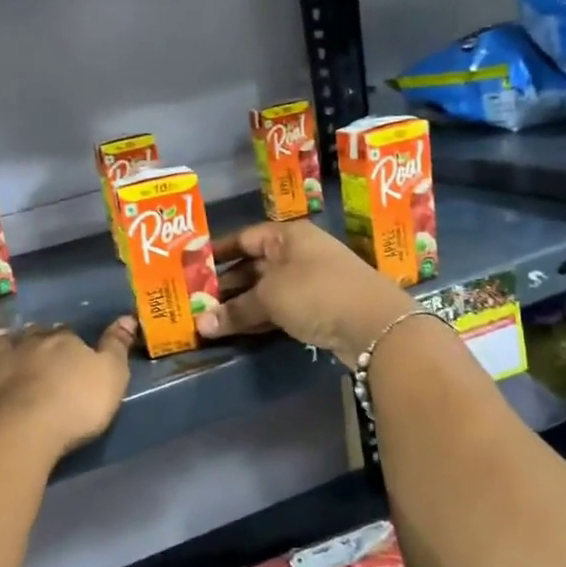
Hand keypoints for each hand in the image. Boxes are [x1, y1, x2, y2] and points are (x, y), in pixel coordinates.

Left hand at [0, 317, 136, 458]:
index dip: (69, 339)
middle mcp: (24, 346)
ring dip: (1, 345)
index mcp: (60, 342)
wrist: (19, 432)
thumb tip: (127, 317)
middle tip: (35, 341)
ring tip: (2, 343)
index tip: (71, 345)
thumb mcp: (112, 376)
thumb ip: (117, 347)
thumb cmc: (74, 405)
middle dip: (33, 337)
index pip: (66, 334)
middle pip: (30, 337)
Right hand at [196, 222, 416, 368]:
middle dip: (225, 284)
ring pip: (266, 291)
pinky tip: (237, 330)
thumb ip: (235, 310)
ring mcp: (310, 281)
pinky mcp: (318, 308)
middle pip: (254, 266)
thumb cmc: (316, 292)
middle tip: (194, 301)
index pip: (244, 238)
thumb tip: (200, 325)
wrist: (374, 324)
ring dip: (241, 305)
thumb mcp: (270, 298)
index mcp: (287, 236)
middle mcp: (298, 253)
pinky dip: (259, 318)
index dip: (217, 252)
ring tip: (208, 320)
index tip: (191, 267)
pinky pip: (280, 309)